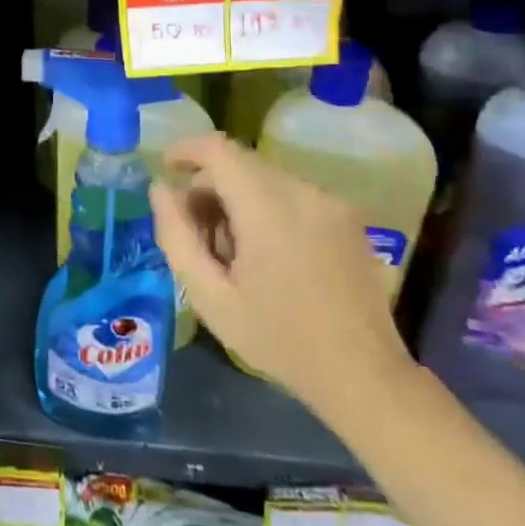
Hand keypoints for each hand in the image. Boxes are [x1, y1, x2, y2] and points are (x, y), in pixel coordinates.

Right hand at [150, 133, 414, 421]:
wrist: (363, 375)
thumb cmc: (278, 338)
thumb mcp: (209, 296)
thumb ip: (177, 236)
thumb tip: (161, 189)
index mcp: (268, 208)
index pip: (218, 150)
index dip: (185, 150)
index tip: (166, 170)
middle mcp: (303, 192)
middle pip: (240, 165)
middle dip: (209, 187)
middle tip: (196, 234)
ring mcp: (331, 203)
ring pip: (265, 179)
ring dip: (238, 200)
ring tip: (233, 252)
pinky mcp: (348, 217)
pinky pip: (292, 194)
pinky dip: (267, 208)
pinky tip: (268, 254)